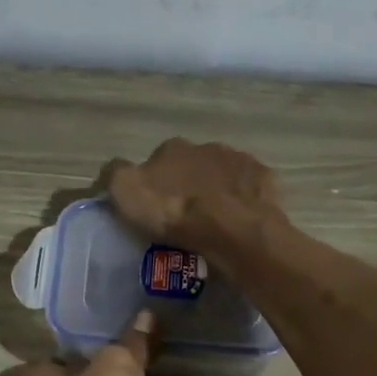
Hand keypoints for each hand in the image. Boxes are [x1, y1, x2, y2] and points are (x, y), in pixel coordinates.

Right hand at [108, 139, 283, 260]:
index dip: (154, 186)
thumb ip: (115, 176)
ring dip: (216, 194)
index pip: (156, 163)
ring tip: (213, 225)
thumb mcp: (127, 194)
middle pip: (191, 168)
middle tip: (184, 220)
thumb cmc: (175, 212)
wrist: (232, 229)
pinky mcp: (264, 181)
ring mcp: (239, 161)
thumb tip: (112, 172)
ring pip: (222, 177)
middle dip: (188, 188)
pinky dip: (242, 203)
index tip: (155, 211)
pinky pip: (249, 191)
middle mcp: (206, 146)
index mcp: (171, 149)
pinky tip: (238, 223)